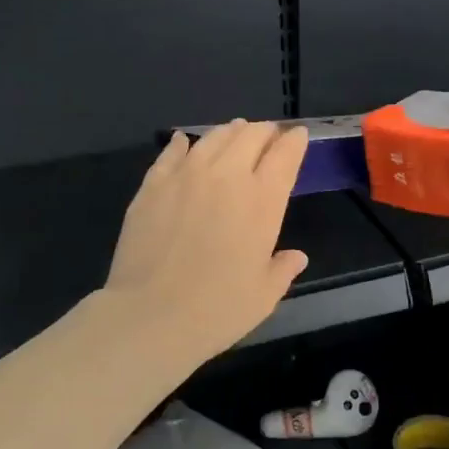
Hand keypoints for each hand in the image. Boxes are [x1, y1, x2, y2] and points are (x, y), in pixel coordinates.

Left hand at [104, 121, 310, 361]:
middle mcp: (227, 176)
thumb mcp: (263, 295)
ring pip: (213, 138)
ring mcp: (186, 175)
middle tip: (268, 137)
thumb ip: (282, 269)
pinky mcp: (153, 184)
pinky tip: (184, 142)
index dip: (294, 141)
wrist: (151, 316)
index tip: (297, 136)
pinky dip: (182, 144)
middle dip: (264, 133)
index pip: (285, 155)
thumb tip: (295, 257)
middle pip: (250, 136)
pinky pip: (172, 153)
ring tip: (235, 132)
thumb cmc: (217, 310)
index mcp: (262, 200)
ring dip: (230, 132)